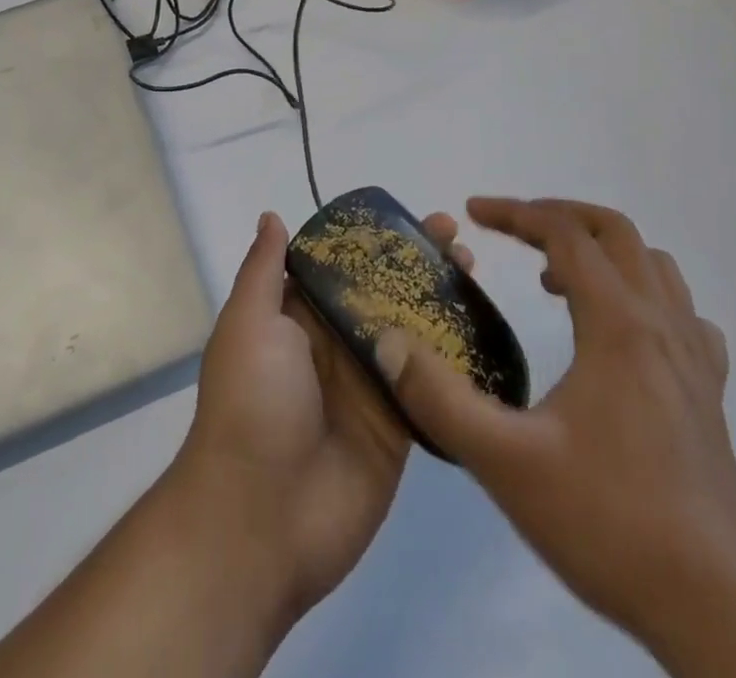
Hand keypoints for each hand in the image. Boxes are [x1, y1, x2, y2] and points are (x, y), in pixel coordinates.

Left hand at [172, 208, 473, 620]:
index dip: (375, 239)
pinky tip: (486, 328)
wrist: (260, 520)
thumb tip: (272, 216)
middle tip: (457, 238)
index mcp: (298, 316)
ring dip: (442, 300)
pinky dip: (454, 357)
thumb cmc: (251, 403)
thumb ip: (265, 270)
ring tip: (475, 269)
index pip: (342, 264)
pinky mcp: (398, 426)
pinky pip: (430, 384)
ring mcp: (369, 385)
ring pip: (412, 331)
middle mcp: (335, 344)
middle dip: (417, 263)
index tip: (411, 217)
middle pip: (383, 292)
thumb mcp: (249, 323)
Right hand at [373, 198, 735, 651]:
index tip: (472, 211)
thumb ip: (439, 399)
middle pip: (615, 232)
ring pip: (654, 266)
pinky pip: (682, 315)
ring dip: (601, 251)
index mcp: (619, 325)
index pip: (565, 234)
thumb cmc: (611, 526)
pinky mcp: (710, 396)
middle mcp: (662, 326)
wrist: (721, 616)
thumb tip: (386, 342)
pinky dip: (644, 295)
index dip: (514, 212)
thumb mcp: (506, 464)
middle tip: (512, 230)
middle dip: (558, 216)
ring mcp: (695, 361)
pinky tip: (619, 332)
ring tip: (555, 277)